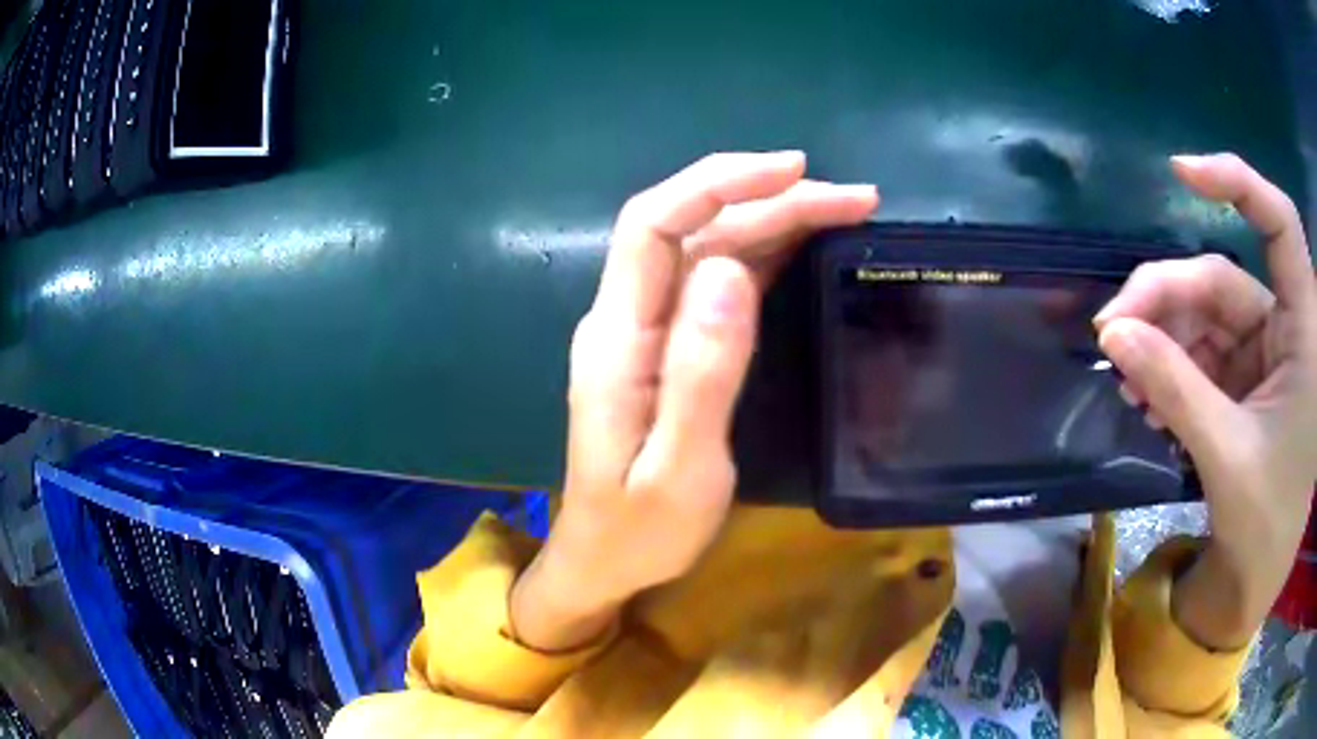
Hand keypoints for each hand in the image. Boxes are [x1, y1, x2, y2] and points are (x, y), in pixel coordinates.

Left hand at [510, 152, 878, 650]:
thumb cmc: (639, 530)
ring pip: (710, 248)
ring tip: (845, 212)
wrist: (604, 561)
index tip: (794, 172)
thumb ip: (701, 372)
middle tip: (853, 198)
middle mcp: (628, 317)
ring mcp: (647, 329)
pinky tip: (806, 247)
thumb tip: (730, 271)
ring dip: (775, 221)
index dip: (719, 183)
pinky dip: (764, 256)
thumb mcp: (679, 468)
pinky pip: (716, 282)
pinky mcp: (668, 346)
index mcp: (619, 338)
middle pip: (693, 227)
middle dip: (769, 199)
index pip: (655, 224)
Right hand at [1095, 153, 1316, 648]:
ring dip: (1159, 341)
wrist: (1257, 576)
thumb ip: (1175, 388)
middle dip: (1162, 300)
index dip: (1236, 183)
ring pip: (1202, 316)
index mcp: (1302, 331)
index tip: (1180, 174)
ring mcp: (1262, 351)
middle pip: (1219, 280)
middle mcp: (1284, 325)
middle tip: (1108, 335)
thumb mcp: (1226, 455)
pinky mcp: (1243, 376)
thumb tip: (1112, 334)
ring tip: (1122, 381)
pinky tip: (1143, 396)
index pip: (1279, 225)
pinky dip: (1168, 368)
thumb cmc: (1264, 520)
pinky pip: (1199, 352)